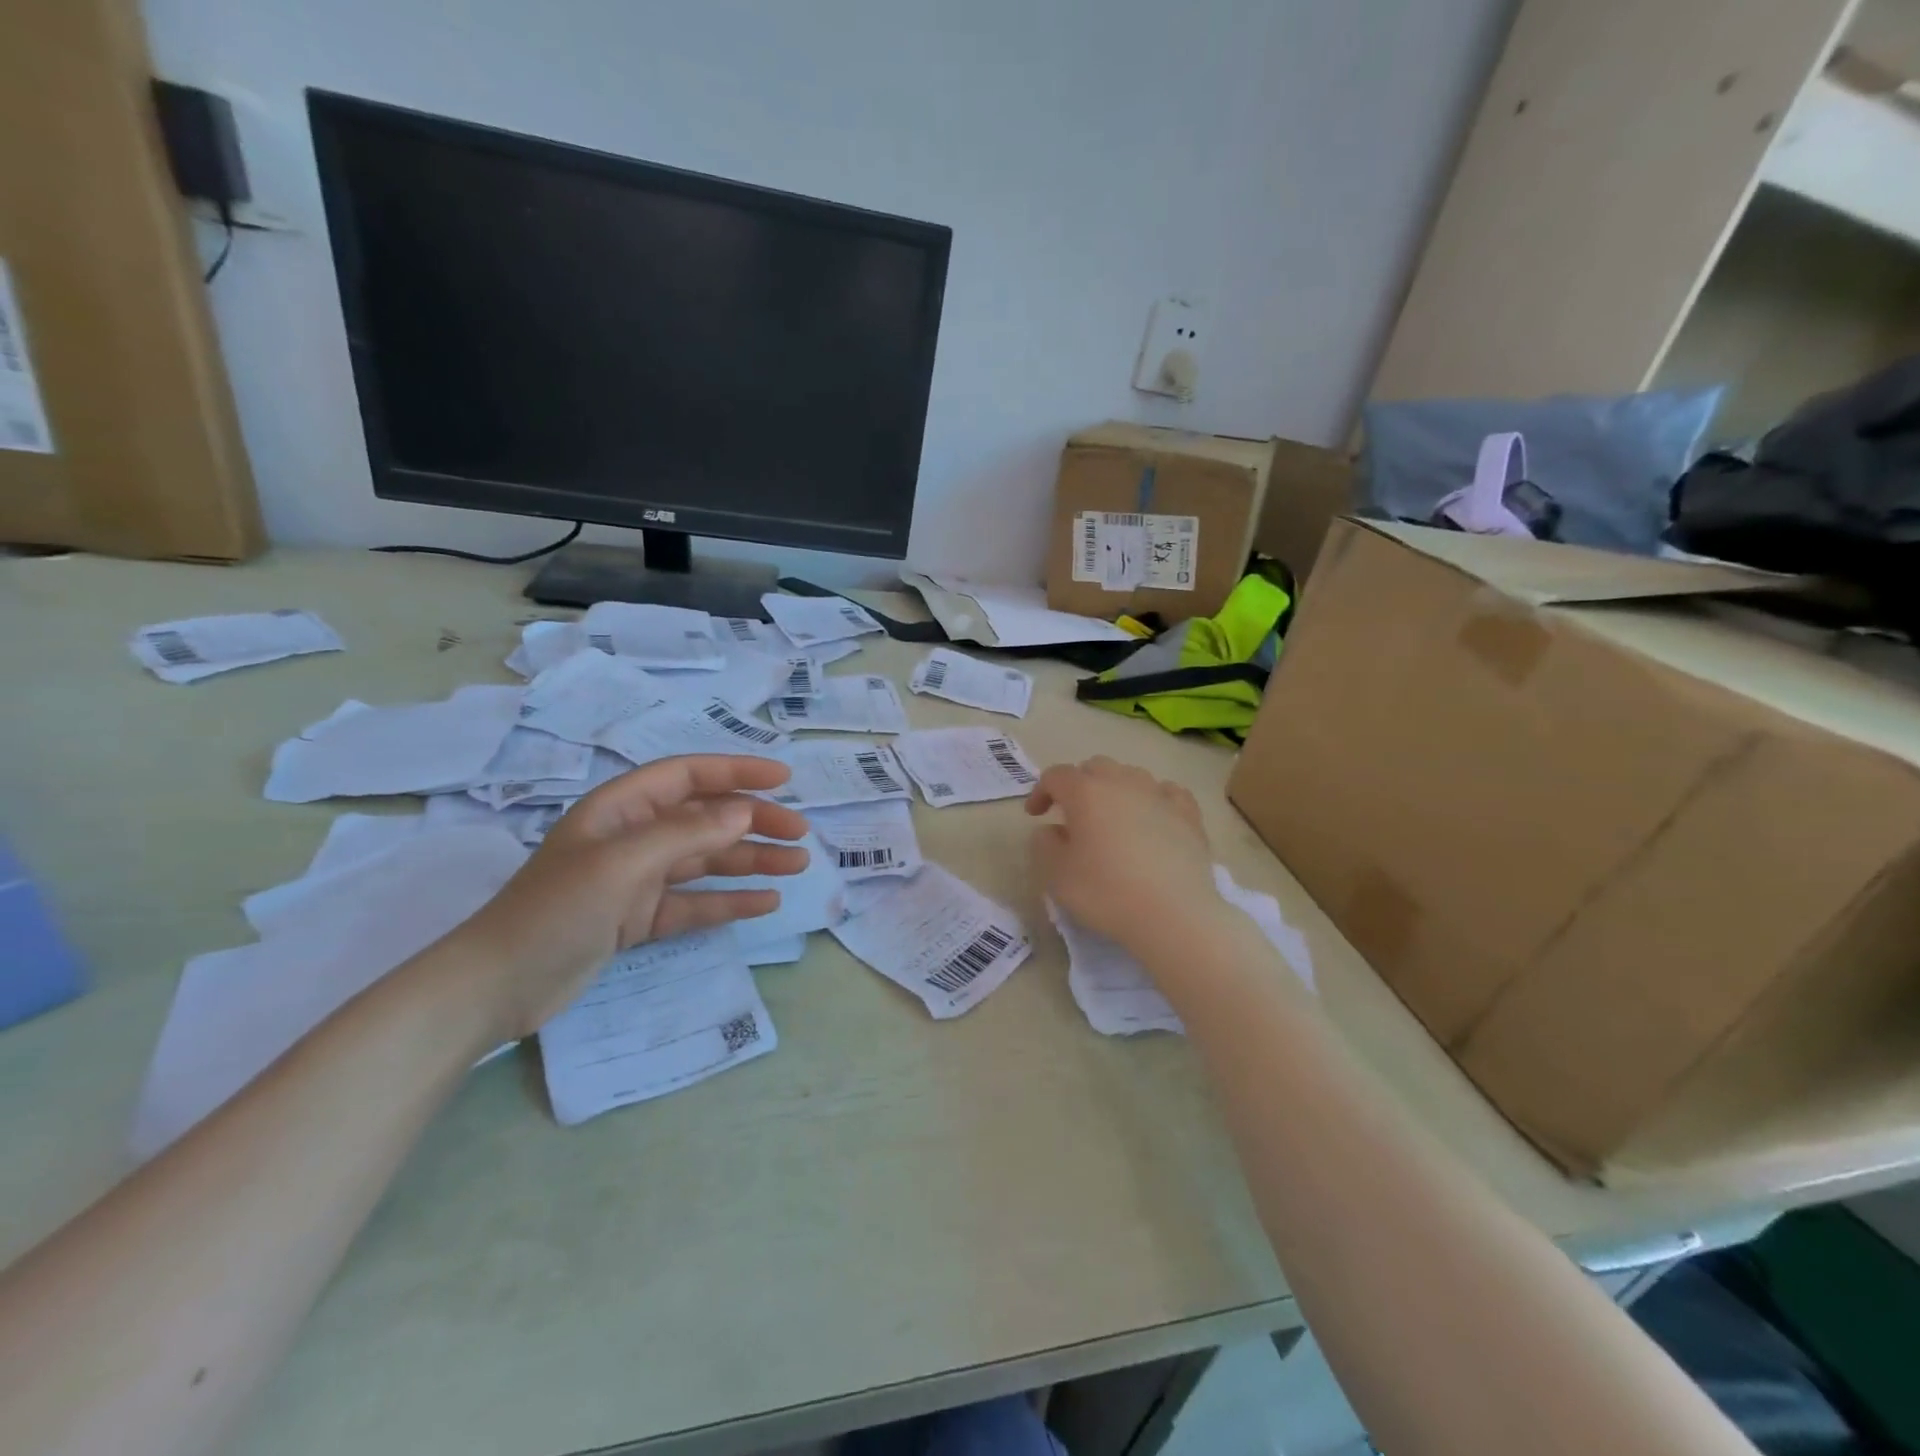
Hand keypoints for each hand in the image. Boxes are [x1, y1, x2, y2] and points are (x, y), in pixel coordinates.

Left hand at [456, 755, 809, 1037]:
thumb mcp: (621, 864)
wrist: (496, 986)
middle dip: (755, 822)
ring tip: (797, 866)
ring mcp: (637, 879)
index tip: (784, 778)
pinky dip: (729, 900)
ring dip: (752, 860)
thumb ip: (685, 834)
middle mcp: (634, 836)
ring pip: (707, 860)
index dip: (738, 771)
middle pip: (706, 818)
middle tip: (800, 835)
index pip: (690, 776)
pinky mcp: (639, 918)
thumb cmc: (554, 910)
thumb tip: (744, 812)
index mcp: (623, 808)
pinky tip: (765, 904)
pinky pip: (695, 902)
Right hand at [1025, 756, 1219, 956]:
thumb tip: (1053, 830)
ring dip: (1115, 789)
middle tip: (1072, 814)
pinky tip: (1153, 816)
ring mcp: (1159, 795)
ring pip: (1131, 775)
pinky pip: (1167, 792)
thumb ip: (1045, 844)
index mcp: (1085, 792)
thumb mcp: (1056, 875)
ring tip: (1112, 817)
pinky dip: (1153, 798)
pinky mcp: (1188, 814)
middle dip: (1079, 784)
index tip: (1035, 815)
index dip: (1041, 791)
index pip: (1056, 776)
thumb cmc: (1106, 892)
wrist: (1174, 913)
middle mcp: (1122, 782)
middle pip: (1095, 767)